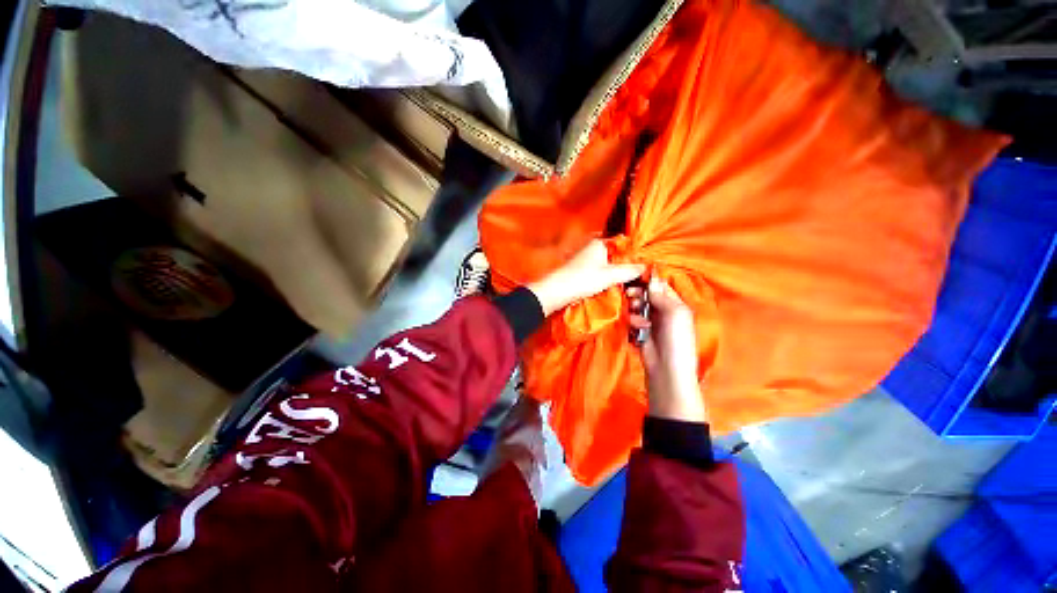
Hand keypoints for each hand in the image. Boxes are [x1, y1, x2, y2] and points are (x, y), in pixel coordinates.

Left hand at [527, 239, 644, 315]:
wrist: (557, 292)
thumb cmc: (583, 279)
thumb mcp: (609, 275)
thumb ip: (629, 270)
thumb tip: (645, 266)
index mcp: (599, 243)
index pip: (622, 243)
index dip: (634, 254)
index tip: (644, 266)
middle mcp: (592, 248)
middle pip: (615, 255)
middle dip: (626, 266)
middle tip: (638, 278)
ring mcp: (586, 259)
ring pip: (607, 265)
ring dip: (617, 274)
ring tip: (629, 285)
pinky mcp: (581, 271)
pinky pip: (600, 272)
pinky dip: (607, 279)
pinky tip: (613, 287)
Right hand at [627, 277, 706, 422]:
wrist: (666, 368)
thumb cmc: (677, 339)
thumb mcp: (675, 313)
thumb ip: (662, 295)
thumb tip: (651, 279)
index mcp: (675, 304)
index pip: (660, 286)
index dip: (648, 281)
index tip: (635, 278)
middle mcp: (663, 310)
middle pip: (646, 294)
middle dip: (638, 295)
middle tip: (631, 296)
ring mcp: (651, 321)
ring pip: (636, 306)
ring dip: (634, 309)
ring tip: (637, 317)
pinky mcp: (640, 331)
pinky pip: (632, 319)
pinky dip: (632, 321)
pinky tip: (636, 328)